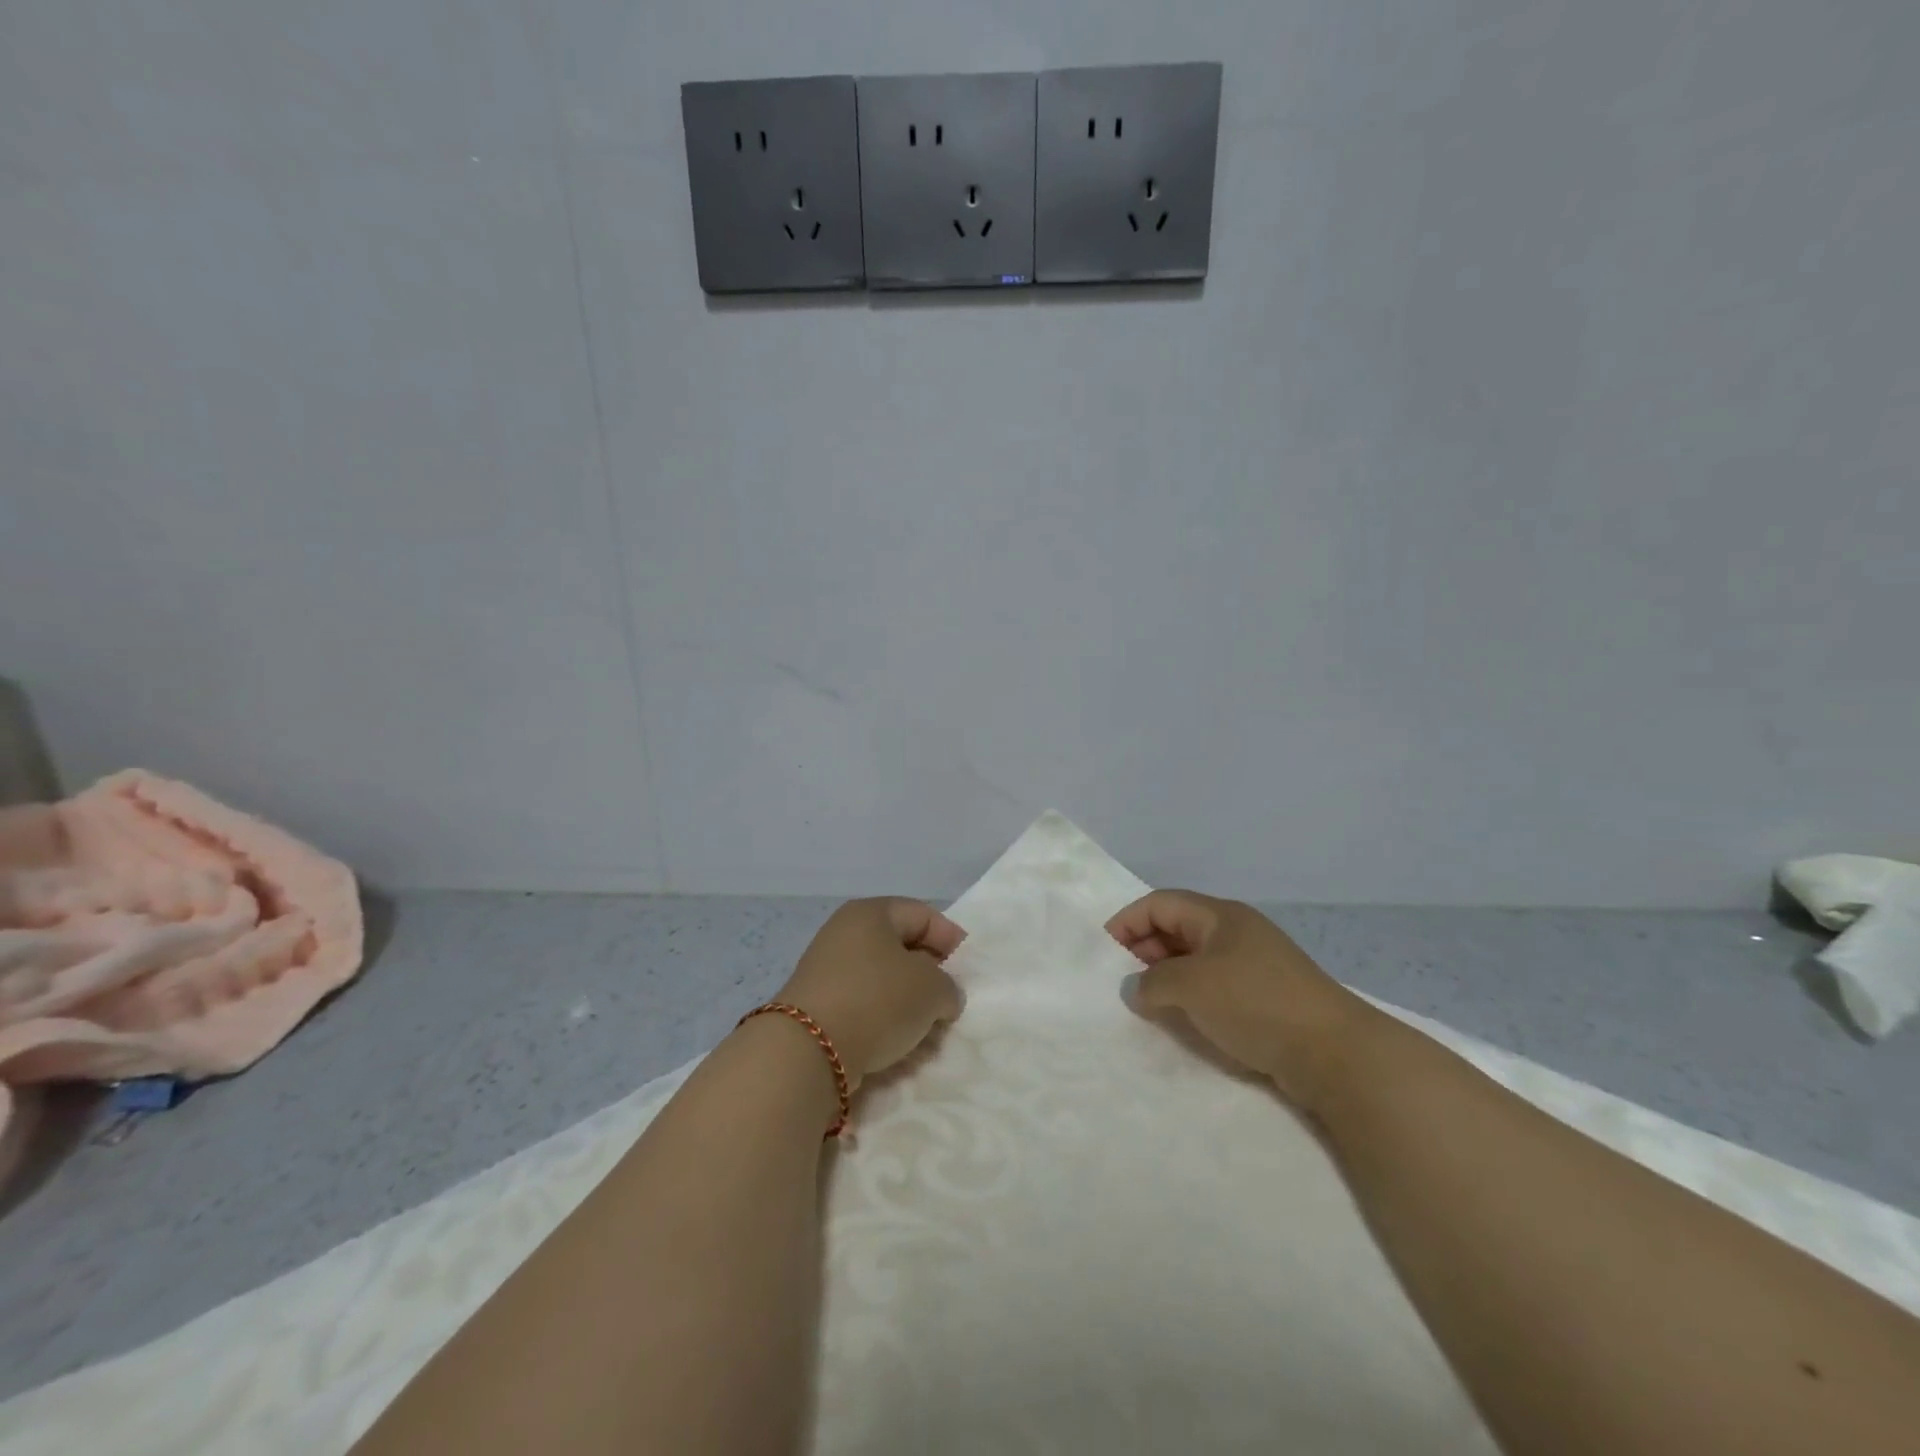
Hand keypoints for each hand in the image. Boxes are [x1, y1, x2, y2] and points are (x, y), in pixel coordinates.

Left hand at [776, 898, 964, 1088]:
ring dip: (907, 1001)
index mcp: (870, 913)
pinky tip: (897, 1042)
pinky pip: (862, 1004)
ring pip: (882, 979)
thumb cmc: (877, 1001)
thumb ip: (947, 986)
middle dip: (929, 973)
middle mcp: (844, 933)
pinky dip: (882, 1019)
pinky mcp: (817, 1005)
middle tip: (949, 1000)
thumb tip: (941, 996)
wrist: (809, 1051)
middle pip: (900, 946)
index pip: (922, 914)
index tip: (968, 970)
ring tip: (927, 1027)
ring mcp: (826, 969)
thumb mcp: (931, 989)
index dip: (950, 939)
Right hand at [1106, 890, 1375, 1106]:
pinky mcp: (1265, 997)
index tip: (1104, 953)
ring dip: (1166, 976)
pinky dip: (1190, 996)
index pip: (1160, 903)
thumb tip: (1132, 988)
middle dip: (1144, 949)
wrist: (1335, 1054)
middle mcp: (1236, 932)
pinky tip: (1181, 1018)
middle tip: (1123, 980)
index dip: (1128, 922)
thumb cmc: (1256, 1004)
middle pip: (1177, 928)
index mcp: (1219, 916)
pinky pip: (1214, 985)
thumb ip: (1151, 982)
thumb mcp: (1191, 986)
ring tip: (1146, 1002)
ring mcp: (1253, 964)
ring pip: (1195, 959)